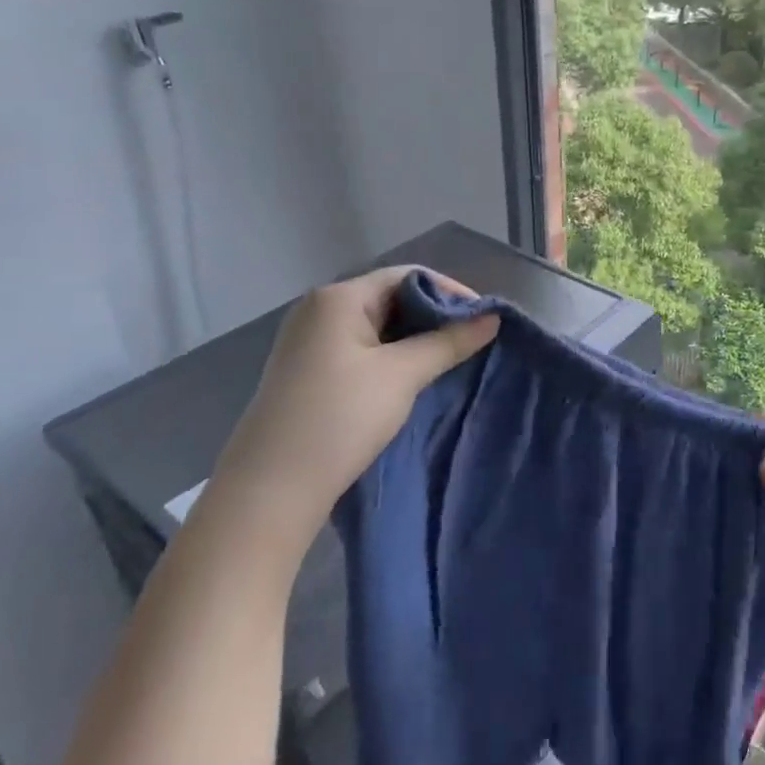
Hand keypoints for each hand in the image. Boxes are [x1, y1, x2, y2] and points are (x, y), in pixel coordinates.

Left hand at [206, 267, 497, 546]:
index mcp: (339, 298)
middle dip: (435, 316)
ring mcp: (310, 341)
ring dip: (416, 338)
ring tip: (452, 359)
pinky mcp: (309, 370)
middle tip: (473, 341)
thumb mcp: (402, 375)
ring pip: (378, 326)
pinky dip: (393, 356)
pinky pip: (362, 349)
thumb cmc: (340, 417)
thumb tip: (492, 318)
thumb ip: (449, 342)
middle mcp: (320, 310)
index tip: (485, 319)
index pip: (408, 276)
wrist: (272, 488)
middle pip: (391, 297)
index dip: (451, 292)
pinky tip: (415, 377)